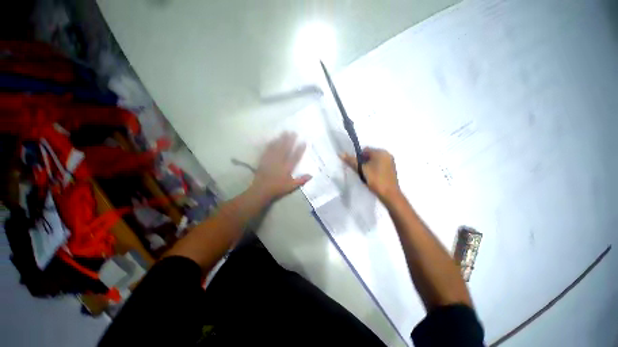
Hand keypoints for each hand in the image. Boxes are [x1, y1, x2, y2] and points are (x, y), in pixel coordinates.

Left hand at [251, 132, 311, 201]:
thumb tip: (311, 175)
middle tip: (294, 132)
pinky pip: (268, 150)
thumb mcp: (291, 186)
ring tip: (285, 132)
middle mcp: (280, 161)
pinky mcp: (264, 160)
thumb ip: (301, 180)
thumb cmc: (277, 188)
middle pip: (286, 149)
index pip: (295, 157)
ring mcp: (271, 159)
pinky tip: (273, 139)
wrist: (261, 190)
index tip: (304, 141)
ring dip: (281, 139)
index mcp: (287, 168)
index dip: (300, 149)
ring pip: (277, 147)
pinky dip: (271, 144)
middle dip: (290, 140)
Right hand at [341, 148, 400, 201]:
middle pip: (370, 155)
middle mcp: (387, 154)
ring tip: (366, 176)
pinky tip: (372, 178)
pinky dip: (374, 169)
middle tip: (360, 172)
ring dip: (368, 166)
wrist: (390, 194)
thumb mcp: (361, 170)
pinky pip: (379, 166)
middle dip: (363, 162)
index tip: (356, 167)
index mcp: (381, 152)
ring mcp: (390, 162)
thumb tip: (341, 154)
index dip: (358, 158)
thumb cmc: (375, 179)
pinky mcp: (391, 169)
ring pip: (374, 161)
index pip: (365, 150)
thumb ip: (351, 161)